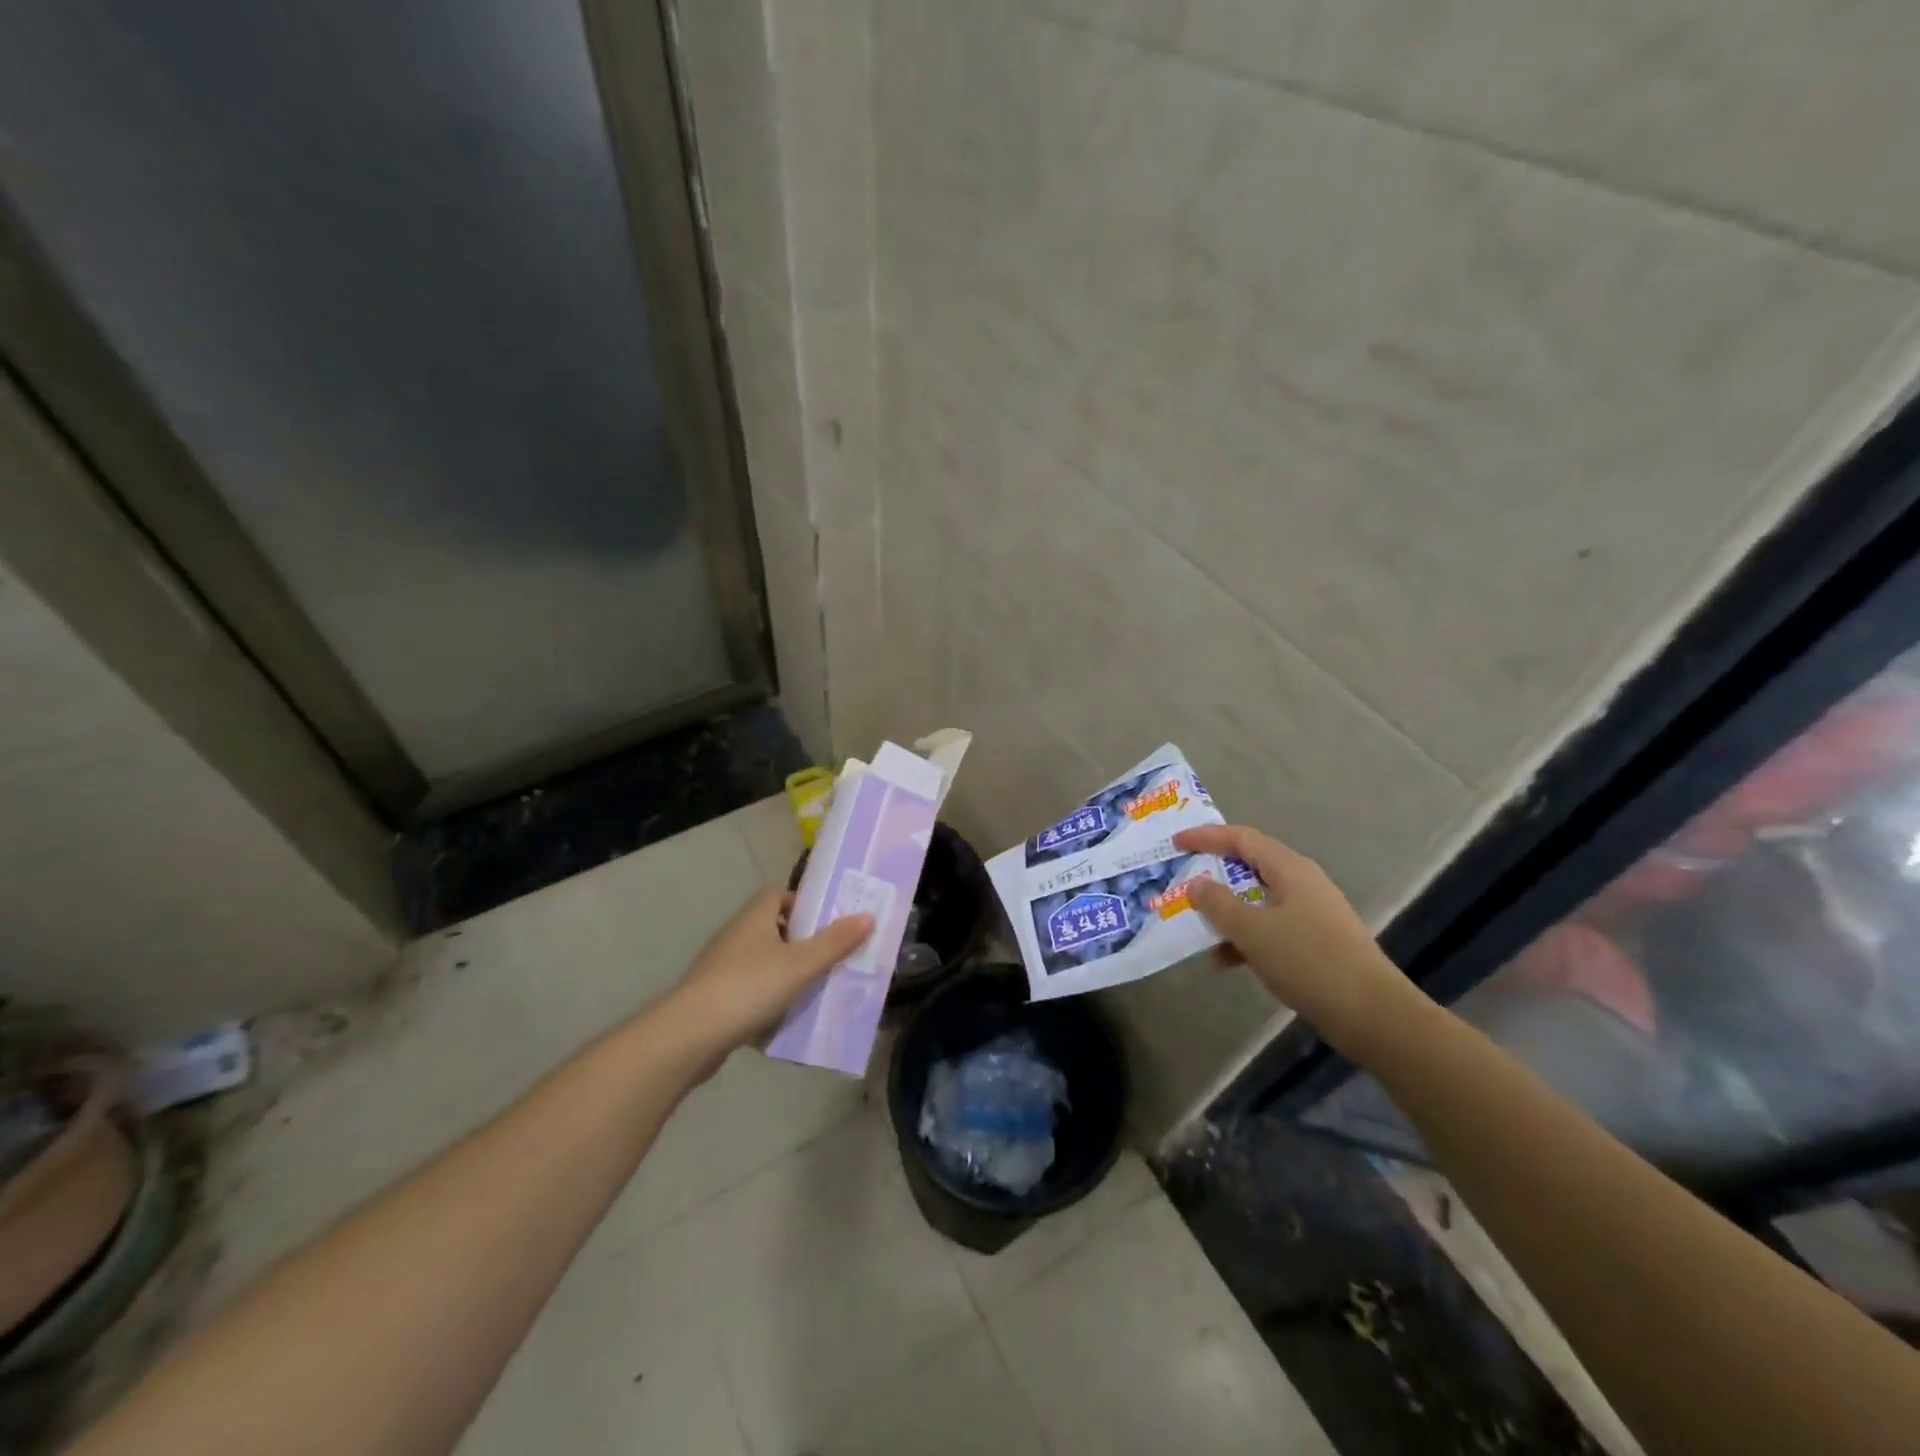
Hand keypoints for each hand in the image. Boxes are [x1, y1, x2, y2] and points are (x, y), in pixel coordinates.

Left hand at [671, 888, 873, 1056]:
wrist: (690, 1035)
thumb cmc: (749, 987)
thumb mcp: (801, 964)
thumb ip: (835, 942)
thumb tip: (868, 916)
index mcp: (755, 917)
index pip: (778, 894)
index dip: (802, 903)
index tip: (826, 922)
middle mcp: (736, 934)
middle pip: (772, 926)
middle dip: (800, 939)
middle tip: (829, 956)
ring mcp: (721, 966)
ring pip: (761, 959)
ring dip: (784, 970)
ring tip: (814, 987)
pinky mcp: (714, 996)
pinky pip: (748, 988)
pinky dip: (767, 996)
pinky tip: (784, 1015)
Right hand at [1172, 824, 1421, 1052]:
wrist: (1373, 1015)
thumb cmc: (1309, 961)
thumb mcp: (1253, 931)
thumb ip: (1218, 903)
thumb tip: (1197, 883)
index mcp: (1290, 869)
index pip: (1242, 839)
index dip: (1206, 837)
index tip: (1176, 842)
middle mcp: (1302, 883)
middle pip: (1250, 867)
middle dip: (1214, 873)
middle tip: (1181, 879)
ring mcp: (1311, 914)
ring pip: (1257, 900)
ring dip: (1226, 911)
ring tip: (1195, 925)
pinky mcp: (1315, 942)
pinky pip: (1270, 927)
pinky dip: (1245, 937)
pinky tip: (1225, 961)